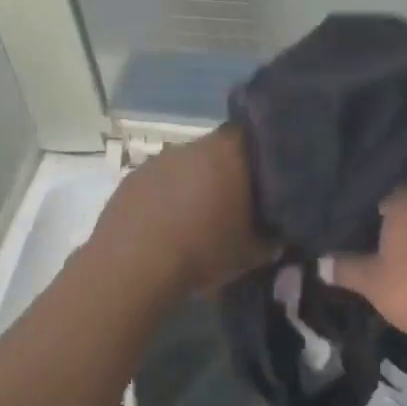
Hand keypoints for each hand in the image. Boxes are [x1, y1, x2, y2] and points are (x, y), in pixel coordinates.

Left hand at [91, 127, 269, 296]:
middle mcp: (192, 146)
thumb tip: (276, 238)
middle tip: (231, 207)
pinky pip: (157, 184)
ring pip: (184, 168)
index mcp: (228, 153)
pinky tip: (165, 228)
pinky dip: (164, 199)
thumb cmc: (203, 250)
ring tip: (195, 221)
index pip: (252, 139)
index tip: (262, 183)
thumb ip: (270, 240)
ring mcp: (157, 161)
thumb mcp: (251, 254)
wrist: (134, 266)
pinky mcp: (130, 180)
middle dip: (224, 175)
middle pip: (215, 153)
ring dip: (191, 187)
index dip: (258, 159)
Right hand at [332, 187, 406, 338]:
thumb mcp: (374, 284)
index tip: (341, 211)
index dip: (356, 199)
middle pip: (401, 196)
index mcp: (404, 199)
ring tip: (388, 239)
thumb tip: (319, 263)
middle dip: (384, 210)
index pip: (373, 185)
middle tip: (363, 225)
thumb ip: (345, 269)